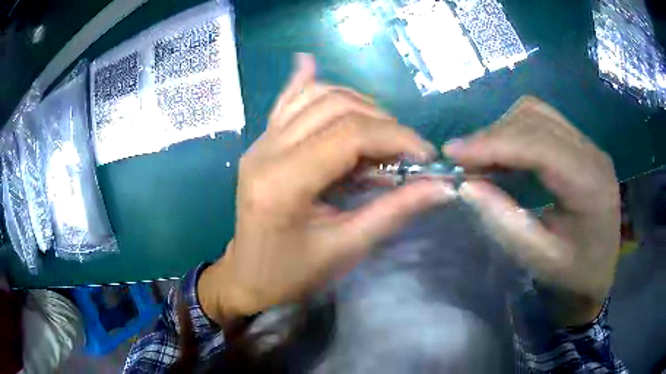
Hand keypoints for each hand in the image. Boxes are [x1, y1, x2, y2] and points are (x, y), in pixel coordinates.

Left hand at [199, 54, 455, 324]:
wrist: (247, 277)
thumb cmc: (293, 274)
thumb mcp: (346, 248)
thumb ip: (394, 210)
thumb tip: (441, 186)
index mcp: (283, 183)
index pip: (350, 134)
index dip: (396, 137)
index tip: (425, 155)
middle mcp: (266, 151)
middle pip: (335, 108)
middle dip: (383, 123)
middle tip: (406, 153)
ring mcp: (259, 142)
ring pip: (315, 97)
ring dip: (357, 105)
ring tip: (380, 134)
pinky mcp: (261, 142)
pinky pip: (286, 102)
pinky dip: (306, 83)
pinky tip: (311, 63)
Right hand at [444, 96, 619, 326]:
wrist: (601, 269)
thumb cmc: (573, 273)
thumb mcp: (538, 258)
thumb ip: (504, 221)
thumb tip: (467, 185)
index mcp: (589, 183)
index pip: (537, 144)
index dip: (493, 143)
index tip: (452, 153)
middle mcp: (592, 152)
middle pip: (535, 119)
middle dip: (493, 135)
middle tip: (463, 161)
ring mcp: (588, 144)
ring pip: (536, 113)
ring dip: (503, 129)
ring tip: (482, 157)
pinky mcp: (581, 144)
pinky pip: (542, 121)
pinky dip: (515, 131)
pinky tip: (504, 154)